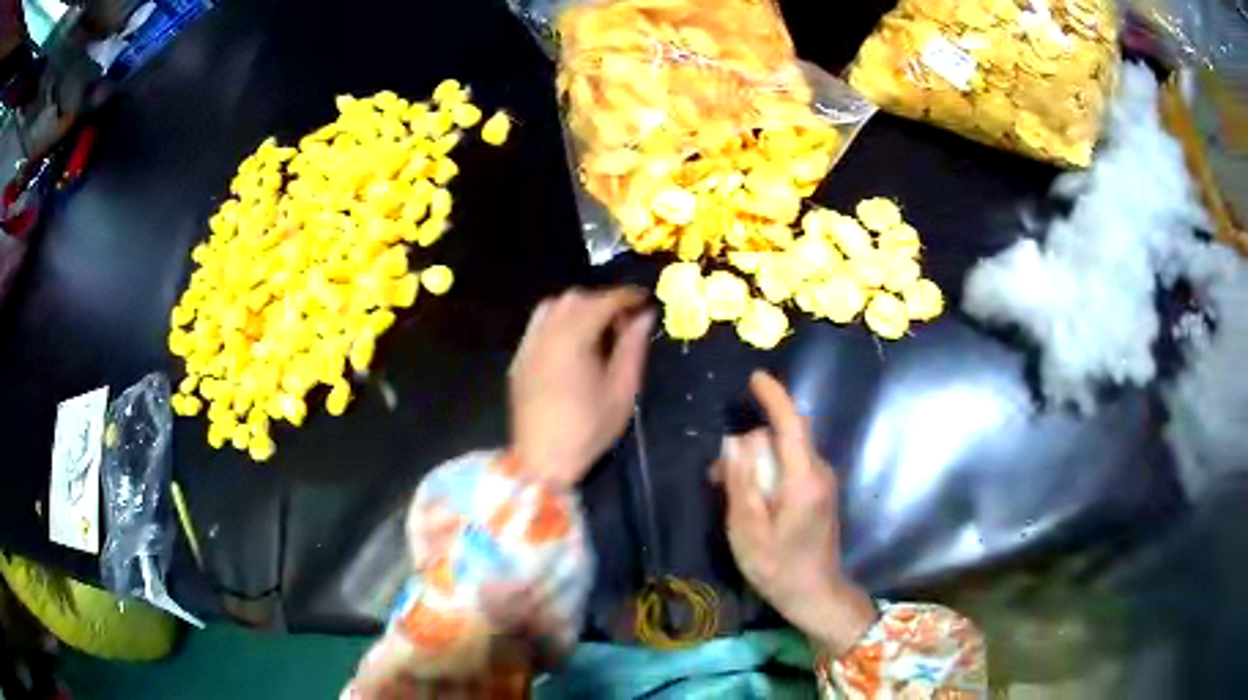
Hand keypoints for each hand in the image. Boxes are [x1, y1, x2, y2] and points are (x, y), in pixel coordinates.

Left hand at [509, 287, 654, 487]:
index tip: (645, 300)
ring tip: (597, 330)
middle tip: (624, 322)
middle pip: (575, 299)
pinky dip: (558, 320)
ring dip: (578, 308)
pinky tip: (571, 342)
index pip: (602, 302)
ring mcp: (528, 346)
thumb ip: (633, 348)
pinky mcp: (518, 359)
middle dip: (603, 301)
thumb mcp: (622, 392)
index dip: (626, 296)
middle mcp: (546, 334)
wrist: (542, 461)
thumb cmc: (588, 430)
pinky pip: (538, 325)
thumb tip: (644, 316)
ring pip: (552, 307)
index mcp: (573, 340)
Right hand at [714, 371, 876, 655]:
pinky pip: (791, 466)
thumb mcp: (747, 530)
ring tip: (726, 491)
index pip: (791, 424)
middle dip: (749, 445)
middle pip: (783, 437)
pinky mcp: (819, 491)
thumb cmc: (778, 568)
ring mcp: (822, 481)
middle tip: (716, 475)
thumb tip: (733, 443)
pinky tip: (749, 498)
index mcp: (803, 480)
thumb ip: (741, 483)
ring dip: (756, 461)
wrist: (816, 594)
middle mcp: (819, 472)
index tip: (755, 378)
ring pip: (785, 452)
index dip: (774, 397)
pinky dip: (768, 472)